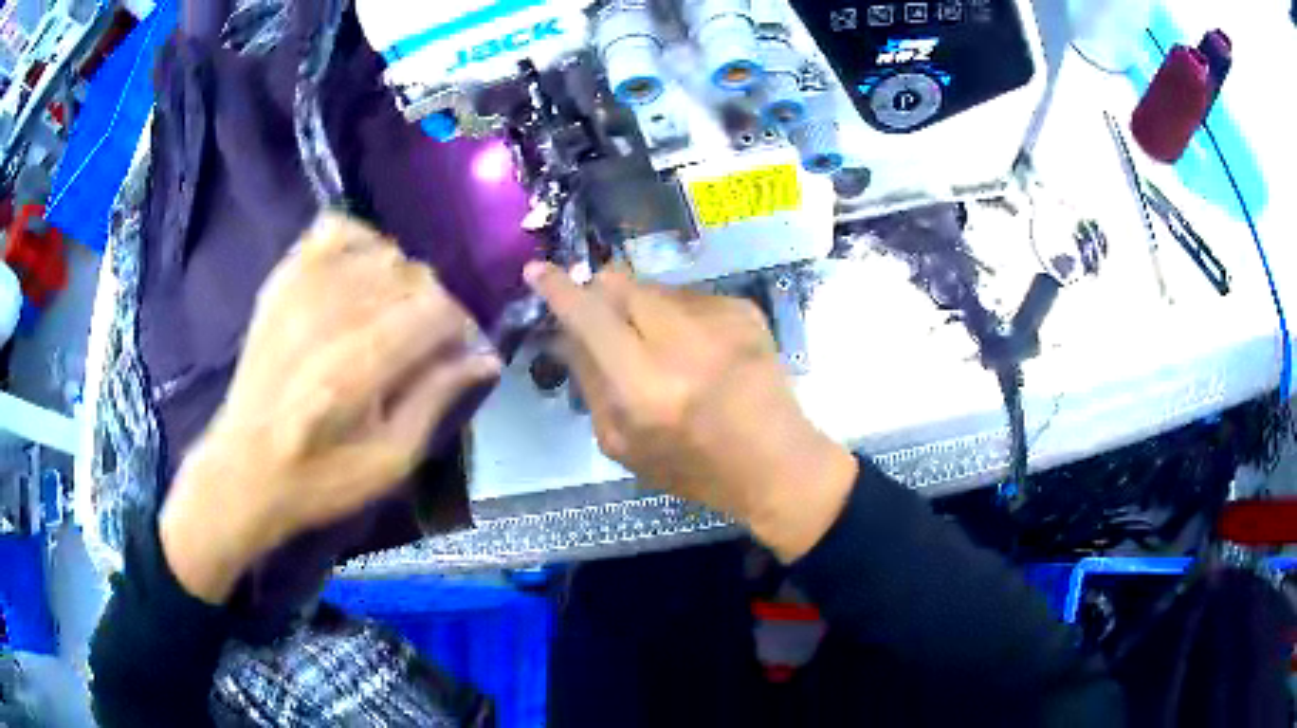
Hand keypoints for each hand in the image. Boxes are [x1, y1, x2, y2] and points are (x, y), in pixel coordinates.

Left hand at [160, 213, 499, 602]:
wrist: (244, 468)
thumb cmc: (320, 478)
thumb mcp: (390, 460)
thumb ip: (437, 399)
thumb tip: (485, 357)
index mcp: (358, 368)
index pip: (437, 310)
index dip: (459, 330)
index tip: (455, 355)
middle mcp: (330, 314)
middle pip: (414, 276)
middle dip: (432, 308)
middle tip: (422, 344)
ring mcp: (301, 289)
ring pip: (382, 250)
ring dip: (401, 280)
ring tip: (390, 316)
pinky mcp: (282, 280)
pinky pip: (335, 228)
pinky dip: (360, 241)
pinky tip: (360, 275)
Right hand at [526, 263, 856, 561]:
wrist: (776, 461)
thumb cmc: (693, 467)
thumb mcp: (622, 444)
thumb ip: (590, 382)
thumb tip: (567, 331)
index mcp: (644, 387)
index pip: (589, 317)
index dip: (558, 289)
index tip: (538, 270)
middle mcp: (681, 342)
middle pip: (619, 282)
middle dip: (601, 294)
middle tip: (606, 321)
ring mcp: (718, 319)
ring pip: (654, 286)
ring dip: (642, 307)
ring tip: (663, 349)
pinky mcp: (744, 309)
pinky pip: (690, 295)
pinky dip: (679, 315)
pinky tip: (699, 351)